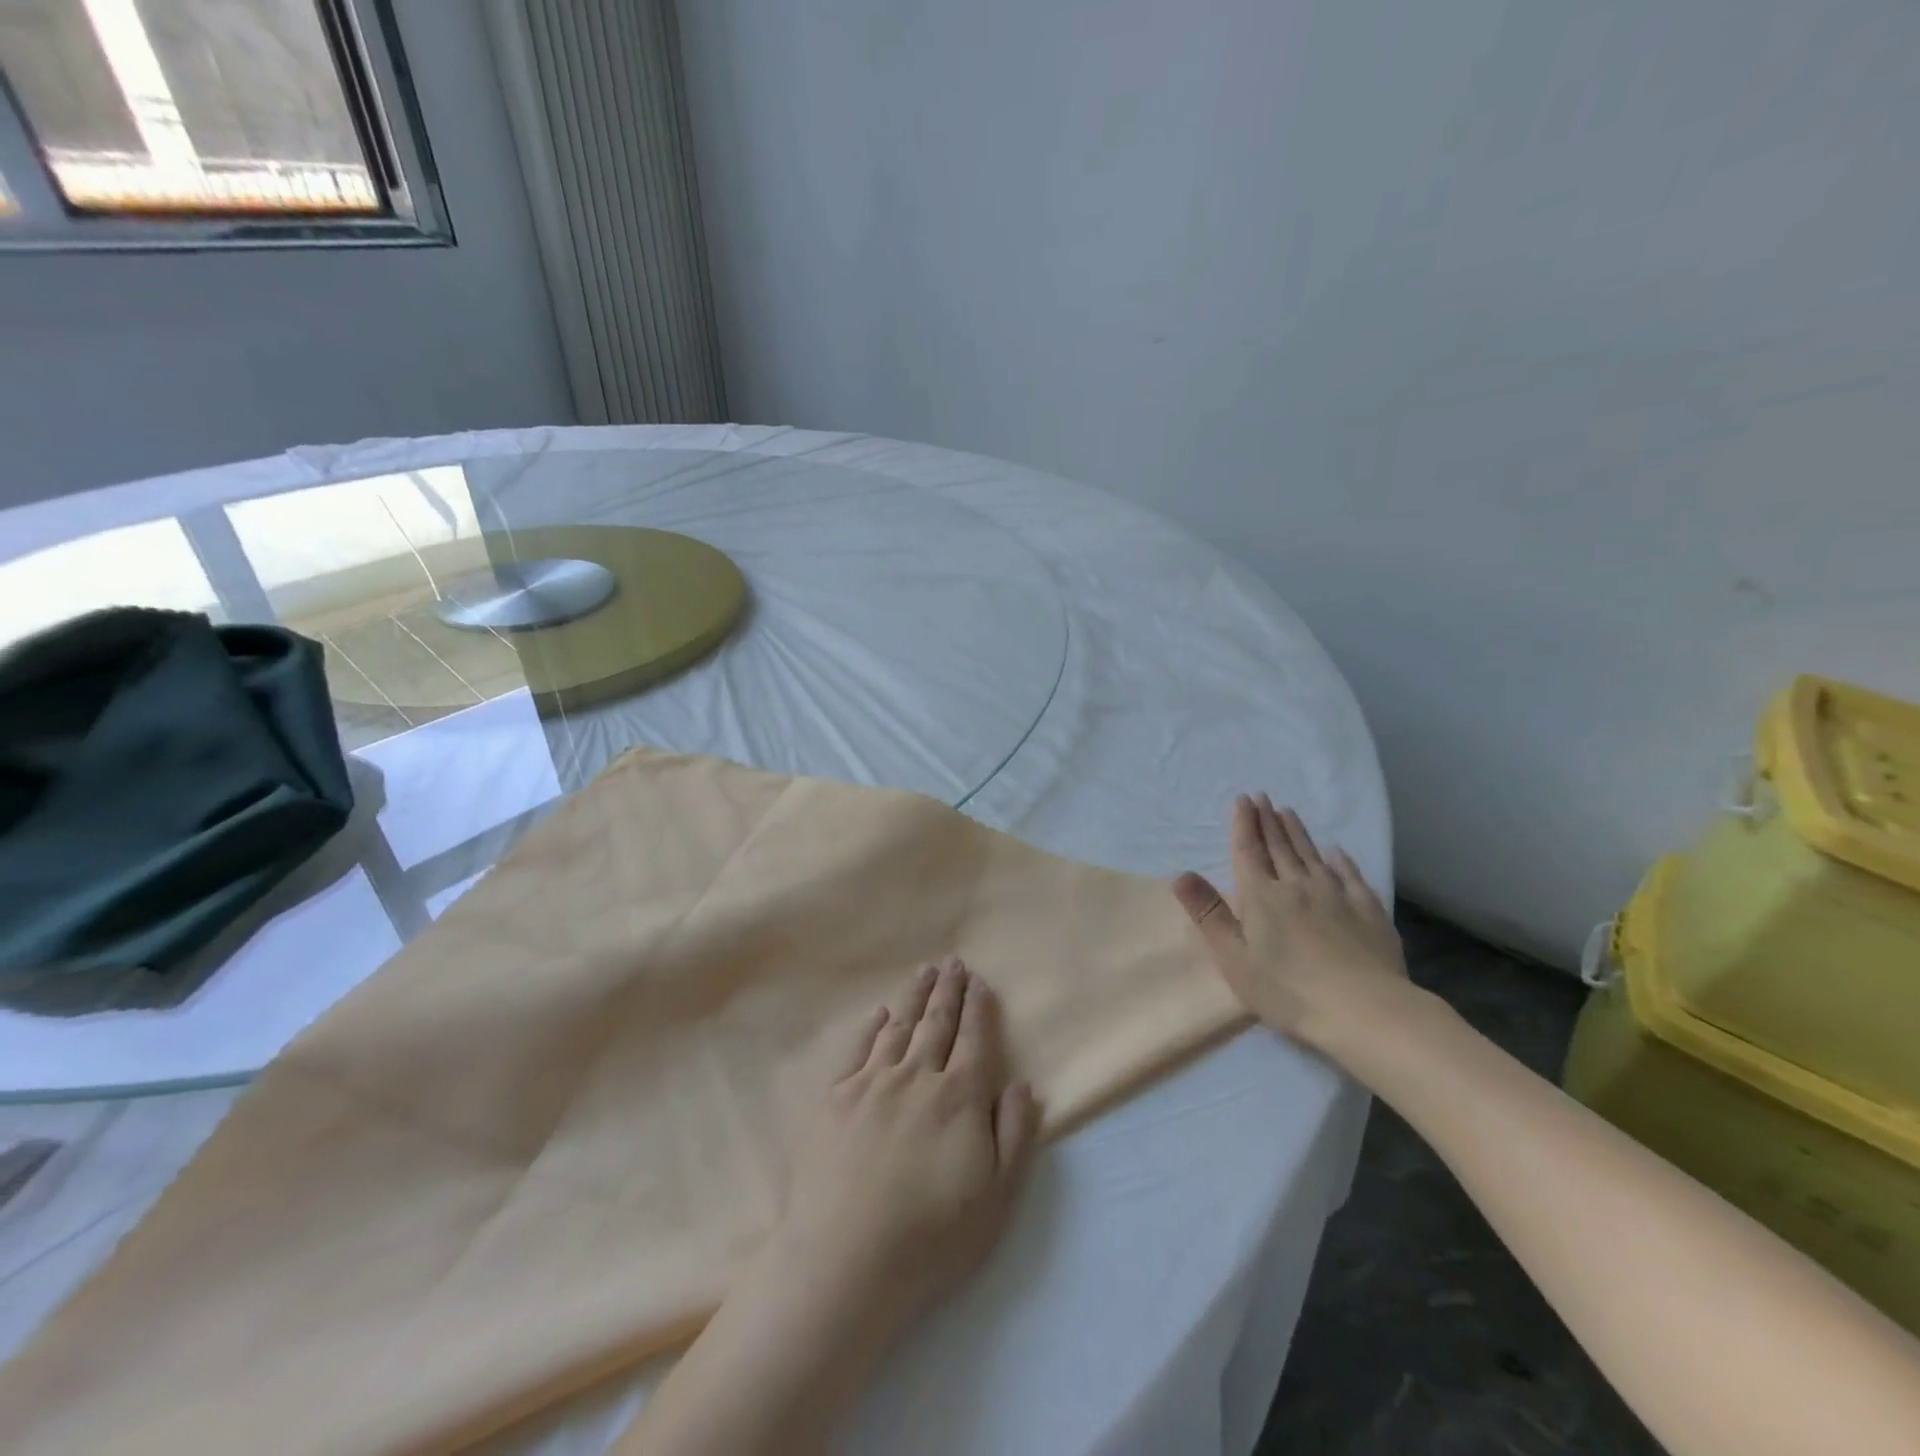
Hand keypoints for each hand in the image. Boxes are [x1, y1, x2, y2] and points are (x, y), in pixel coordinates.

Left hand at [619, 964, 1037, 1455]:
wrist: (845, 1259)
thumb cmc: (931, 1236)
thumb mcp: (997, 1197)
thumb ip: (1015, 1134)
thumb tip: (1022, 1083)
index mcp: (958, 1097)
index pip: (973, 1039)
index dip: (978, 1008)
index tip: (980, 981)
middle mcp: (916, 1076)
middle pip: (936, 1023)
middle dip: (948, 990)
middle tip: (953, 962)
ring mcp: (871, 1083)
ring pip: (899, 1026)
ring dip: (914, 997)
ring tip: (924, 972)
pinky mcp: (834, 1097)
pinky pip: (858, 1049)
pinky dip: (872, 1026)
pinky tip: (879, 1014)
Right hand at [1173, 794, 1408, 1050]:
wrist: (1364, 1010)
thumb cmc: (1288, 991)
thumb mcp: (1234, 958)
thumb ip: (1208, 914)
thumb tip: (1181, 874)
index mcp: (1262, 897)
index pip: (1248, 851)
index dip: (1244, 825)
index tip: (1243, 800)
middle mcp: (1297, 886)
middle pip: (1279, 847)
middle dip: (1268, 821)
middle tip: (1263, 797)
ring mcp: (1336, 895)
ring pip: (1311, 855)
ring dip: (1297, 832)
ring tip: (1288, 812)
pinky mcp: (1367, 910)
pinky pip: (1350, 875)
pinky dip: (1340, 859)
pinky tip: (1336, 851)